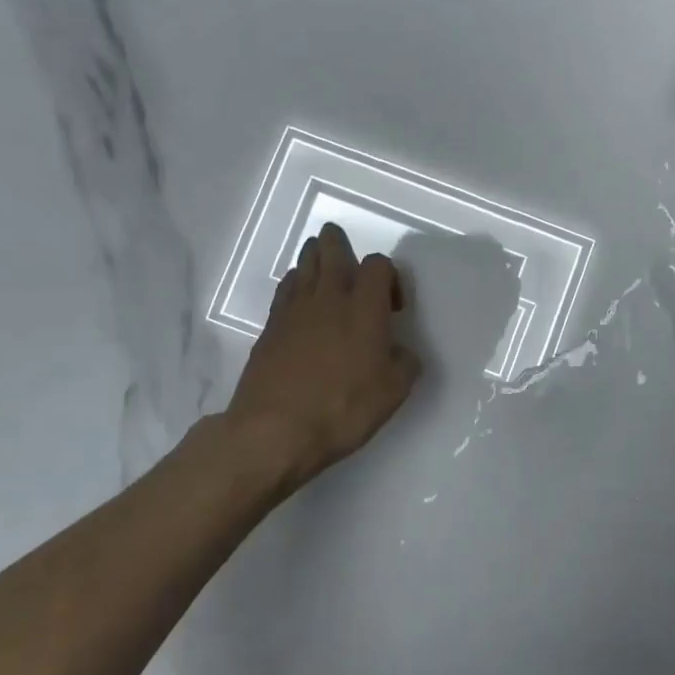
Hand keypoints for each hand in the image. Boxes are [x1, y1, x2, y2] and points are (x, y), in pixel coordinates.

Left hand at [223, 222, 421, 488]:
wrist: (274, 431)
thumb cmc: (342, 409)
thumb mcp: (393, 393)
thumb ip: (404, 364)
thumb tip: (400, 353)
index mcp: (364, 308)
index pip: (378, 265)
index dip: (389, 275)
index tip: (394, 306)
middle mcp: (329, 298)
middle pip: (331, 251)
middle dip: (338, 243)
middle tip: (341, 243)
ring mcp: (294, 310)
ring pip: (304, 265)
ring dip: (314, 258)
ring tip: (321, 262)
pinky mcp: (270, 328)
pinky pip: (285, 290)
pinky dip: (295, 283)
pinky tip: (299, 296)